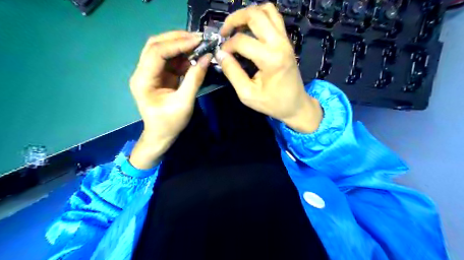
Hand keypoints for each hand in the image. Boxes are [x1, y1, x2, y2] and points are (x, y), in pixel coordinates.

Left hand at [128, 30, 210, 168]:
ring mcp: (150, 73)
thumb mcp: (184, 102)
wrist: (161, 135)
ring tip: (199, 44)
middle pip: (156, 45)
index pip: (157, 52)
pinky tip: (194, 55)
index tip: (198, 41)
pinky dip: (182, 56)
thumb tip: (207, 58)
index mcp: (143, 80)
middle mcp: (142, 72)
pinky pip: (170, 60)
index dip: (177, 44)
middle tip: (198, 38)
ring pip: (162, 50)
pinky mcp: (159, 76)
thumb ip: (195, 79)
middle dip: (177, 39)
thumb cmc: (170, 123)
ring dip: (180, 45)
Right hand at [218, 3, 323, 132]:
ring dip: (248, 15)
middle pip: (255, 15)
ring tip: (236, 28)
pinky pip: (274, 18)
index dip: (227, 46)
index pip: (242, 41)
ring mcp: (285, 40)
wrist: (296, 105)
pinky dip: (259, 18)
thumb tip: (220, 55)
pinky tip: (250, 30)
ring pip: (267, 10)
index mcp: (270, 59)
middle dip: (234, 19)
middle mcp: (279, 43)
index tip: (221, 55)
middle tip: (224, 32)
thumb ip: (232, 73)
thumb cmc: (272, 103)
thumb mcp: (247, 94)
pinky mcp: (286, 40)